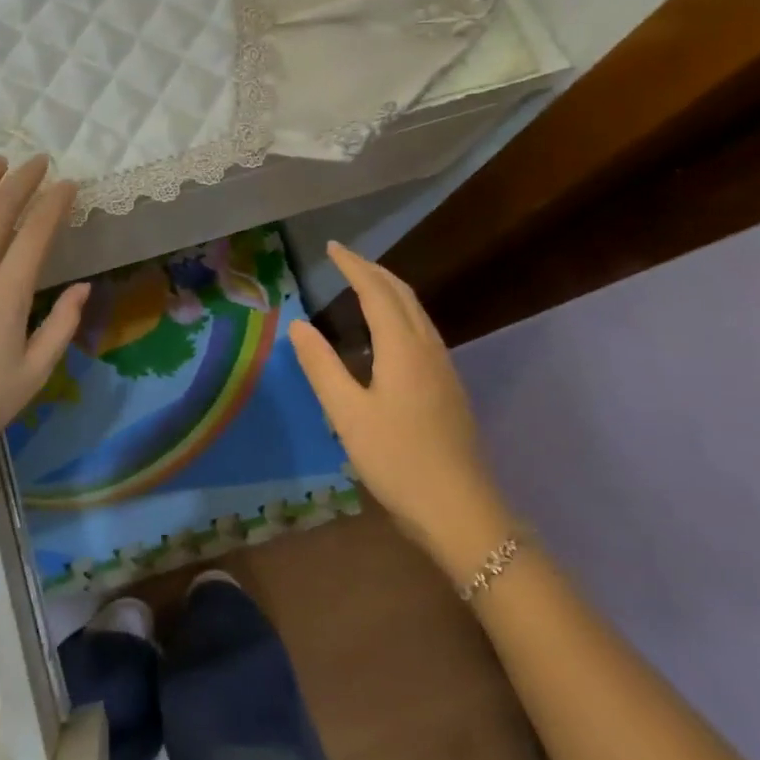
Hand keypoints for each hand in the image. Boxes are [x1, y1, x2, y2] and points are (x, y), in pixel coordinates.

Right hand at [288, 242, 512, 580]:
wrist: (460, 511)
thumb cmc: (397, 460)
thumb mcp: (347, 414)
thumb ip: (321, 366)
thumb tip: (299, 325)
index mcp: (403, 349)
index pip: (377, 291)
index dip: (354, 266)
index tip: (331, 247)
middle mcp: (429, 349)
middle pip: (403, 295)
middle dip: (374, 270)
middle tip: (345, 259)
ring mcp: (444, 369)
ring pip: (418, 313)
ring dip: (390, 291)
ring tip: (363, 285)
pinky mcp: (448, 389)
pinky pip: (423, 332)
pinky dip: (400, 314)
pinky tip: (387, 333)